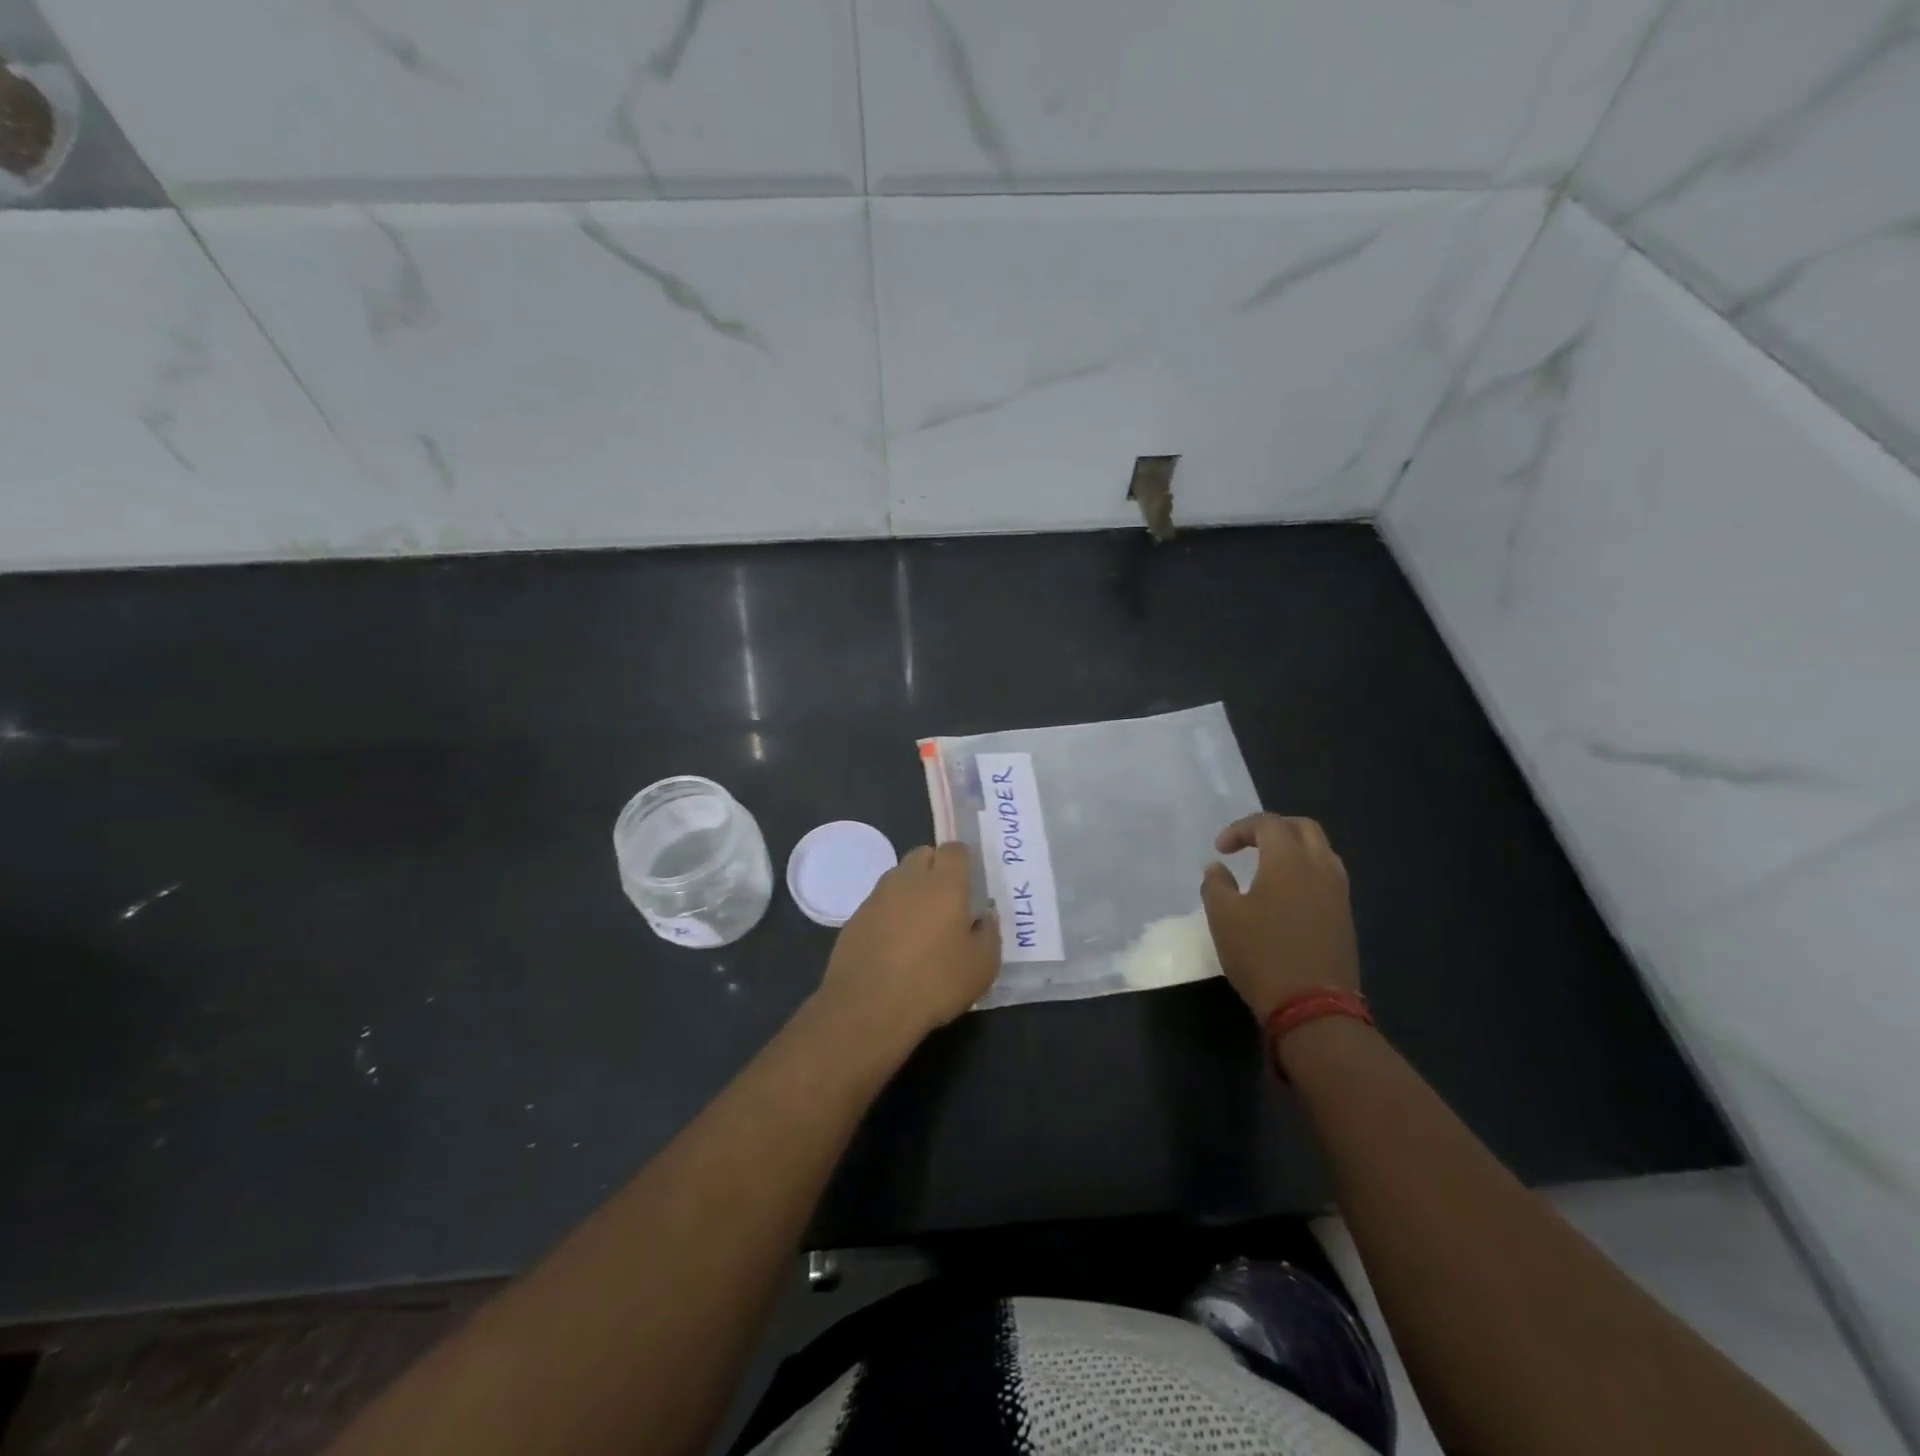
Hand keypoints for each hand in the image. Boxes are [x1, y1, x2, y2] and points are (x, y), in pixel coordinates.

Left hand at [817, 842, 1000, 1042]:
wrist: (868, 1007)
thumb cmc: (934, 982)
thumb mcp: (982, 966)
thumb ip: (988, 933)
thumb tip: (983, 916)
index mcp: (944, 883)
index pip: (955, 849)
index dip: (963, 862)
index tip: (969, 884)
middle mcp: (909, 879)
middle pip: (923, 855)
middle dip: (935, 868)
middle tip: (946, 902)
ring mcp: (877, 896)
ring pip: (899, 877)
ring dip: (911, 890)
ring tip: (920, 925)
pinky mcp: (855, 918)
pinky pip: (879, 903)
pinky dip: (889, 913)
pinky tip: (894, 945)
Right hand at [1200, 814, 1359, 1022]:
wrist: (1312, 1006)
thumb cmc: (1261, 954)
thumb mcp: (1223, 917)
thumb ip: (1215, 884)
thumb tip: (1217, 867)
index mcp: (1288, 860)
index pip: (1268, 823)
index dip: (1240, 829)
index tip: (1221, 849)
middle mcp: (1319, 867)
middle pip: (1303, 828)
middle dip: (1274, 829)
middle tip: (1249, 845)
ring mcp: (1338, 893)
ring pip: (1321, 851)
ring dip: (1294, 848)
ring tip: (1268, 867)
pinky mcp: (1345, 916)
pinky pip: (1328, 876)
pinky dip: (1306, 871)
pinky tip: (1287, 894)